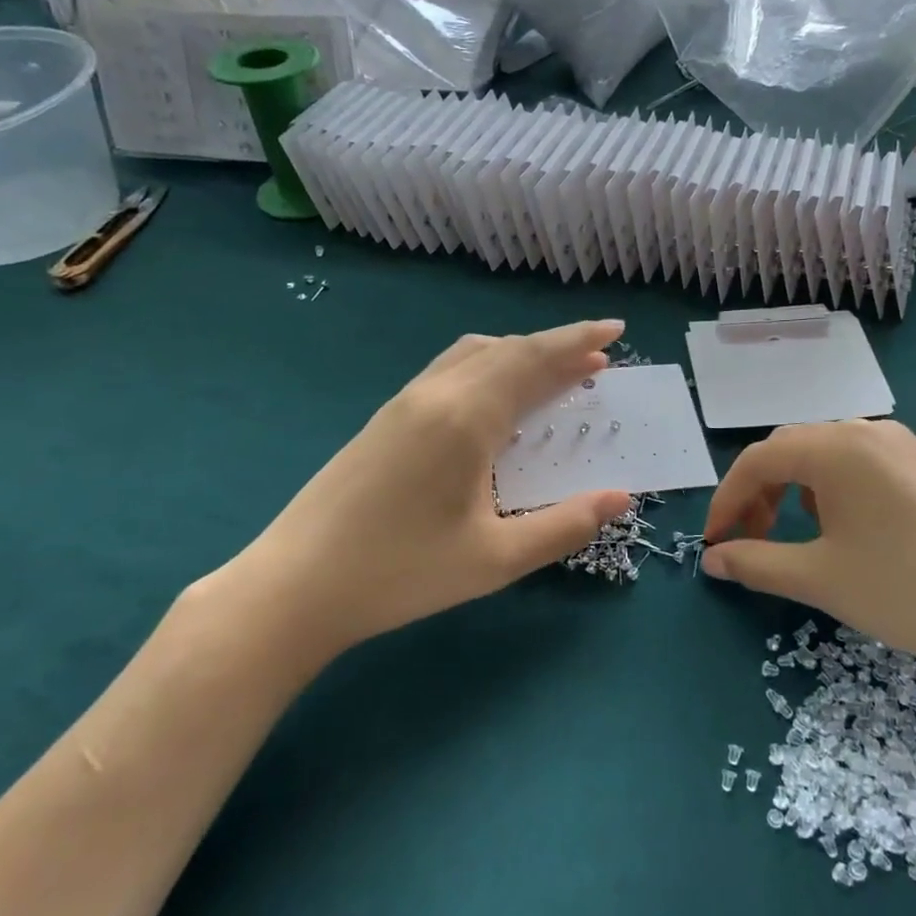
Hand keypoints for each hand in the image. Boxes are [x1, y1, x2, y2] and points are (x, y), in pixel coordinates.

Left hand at [210, 320, 630, 676]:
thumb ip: (564, 526)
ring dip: (519, 353)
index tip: (616, 329)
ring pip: (472, 354)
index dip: (578, 341)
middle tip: (598, 355)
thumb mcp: (496, 560)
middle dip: (557, 346)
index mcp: (466, 418)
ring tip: (554, 371)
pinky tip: (493, 398)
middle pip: (506, 350)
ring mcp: (404, 403)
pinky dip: (487, 366)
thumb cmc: (401, 574)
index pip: (533, 361)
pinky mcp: (384, 419)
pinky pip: (448, 371)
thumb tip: (620, 497)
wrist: (295, 586)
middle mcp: (435, 395)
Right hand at [700, 421, 915, 695]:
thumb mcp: (821, 579)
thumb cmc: (907, 592)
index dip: (727, 500)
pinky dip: (850, 489)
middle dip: (764, 492)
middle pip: (797, 448)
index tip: (715, 542)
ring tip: (810, 533)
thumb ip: (756, 562)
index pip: (759, 460)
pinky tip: (869, 530)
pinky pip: (880, 465)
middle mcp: (873, 431)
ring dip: (806, 487)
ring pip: (839, 453)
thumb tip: (713, 560)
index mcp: (836, 448)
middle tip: (756, 538)